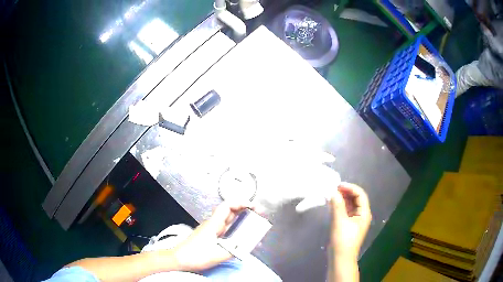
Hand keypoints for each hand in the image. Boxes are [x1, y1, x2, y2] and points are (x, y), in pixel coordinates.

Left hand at [173, 202, 250, 271]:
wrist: (179, 259)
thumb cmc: (196, 255)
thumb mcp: (219, 255)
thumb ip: (235, 250)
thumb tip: (249, 244)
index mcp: (214, 224)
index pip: (227, 206)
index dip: (241, 202)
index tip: (253, 206)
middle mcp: (213, 224)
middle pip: (229, 210)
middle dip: (244, 208)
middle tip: (258, 212)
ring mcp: (211, 229)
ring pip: (227, 219)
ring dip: (240, 217)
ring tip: (253, 221)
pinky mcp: (210, 235)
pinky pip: (225, 227)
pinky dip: (235, 227)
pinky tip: (240, 233)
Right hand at [330, 182, 371, 259]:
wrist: (340, 258)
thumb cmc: (343, 240)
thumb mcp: (340, 222)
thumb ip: (337, 205)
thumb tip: (333, 192)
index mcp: (364, 213)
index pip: (360, 195)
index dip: (350, 188)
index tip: (338, 185)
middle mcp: (361, 215)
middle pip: (356, 198)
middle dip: (345, 192)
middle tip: (333, 189)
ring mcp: (354, 220)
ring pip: (350, 204)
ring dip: (342, 198)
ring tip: (331, 194)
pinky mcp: (347, 224)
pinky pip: (345, 211)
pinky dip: (339, 206)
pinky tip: (331, 204)